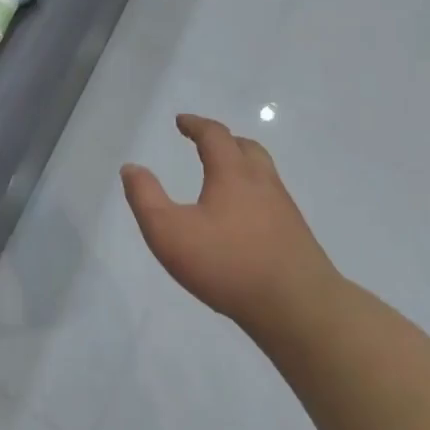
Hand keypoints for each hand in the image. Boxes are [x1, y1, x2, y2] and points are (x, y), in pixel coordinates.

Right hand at [122, 114, 342, 336]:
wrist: (299, 308)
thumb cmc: (228, 264)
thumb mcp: (169, 232)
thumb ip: (145, 198)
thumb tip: (131, 168)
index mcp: (233, 174)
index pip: (215, 135)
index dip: (196, 125)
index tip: (181, 122)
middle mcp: (263, 183)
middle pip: (246, 148)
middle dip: (224, 141)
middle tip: (205, 144)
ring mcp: (284, 210)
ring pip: (263, 174)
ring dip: (242, 166)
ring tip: (223, 179)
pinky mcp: (295, 236)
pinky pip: (271, 201)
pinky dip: (254, 195)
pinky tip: (243, 219)